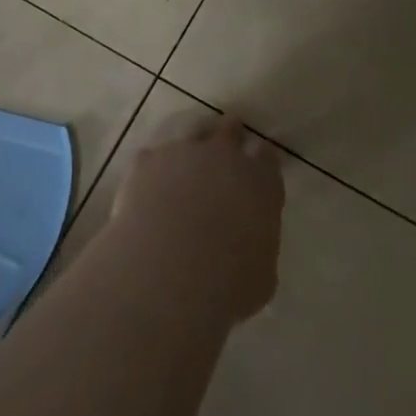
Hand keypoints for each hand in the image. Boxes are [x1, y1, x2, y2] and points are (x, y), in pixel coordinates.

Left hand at [112, 116, 283, 322]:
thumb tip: (248, 245)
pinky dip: (153, 172)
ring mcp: (184, 152)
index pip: (267, 158)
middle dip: (229, 135)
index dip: (262, 160)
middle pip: (229, 132)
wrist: (169, 271)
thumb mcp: (261, 276)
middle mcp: (225, 156)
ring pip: (191, 137)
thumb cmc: (228, 283)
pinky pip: (153, 159)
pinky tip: (147, 191)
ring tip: (183, 171)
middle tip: (225, 144)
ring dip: (191, 150)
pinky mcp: (148, 161)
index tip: (258, 164)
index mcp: (261, 183)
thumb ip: (258, 247)